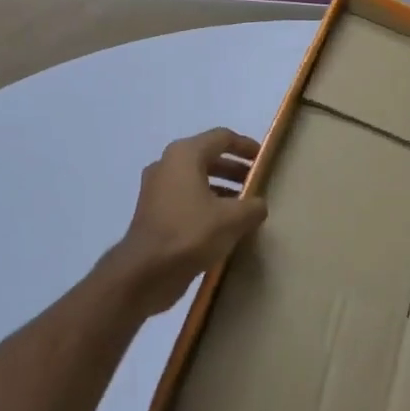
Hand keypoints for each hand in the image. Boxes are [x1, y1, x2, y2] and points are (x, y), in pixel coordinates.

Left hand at [108, 128, 268, 316]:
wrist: (144, 273)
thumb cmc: (190, 234)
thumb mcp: (233, 219)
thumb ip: (253, 206)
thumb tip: (258, 205)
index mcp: (185, 155)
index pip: (222, 138)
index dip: (246, 146)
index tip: (265, 160)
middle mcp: (167, 165)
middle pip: (208, 157)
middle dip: (235, 169)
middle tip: (257, 184)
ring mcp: (157, 189)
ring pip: (196, 179)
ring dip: (222, 188)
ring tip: (245, 206)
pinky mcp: (153, 212)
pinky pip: (186, 198)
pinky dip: (206, 204)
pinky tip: (224, 225)